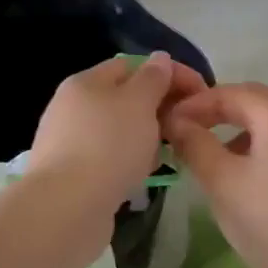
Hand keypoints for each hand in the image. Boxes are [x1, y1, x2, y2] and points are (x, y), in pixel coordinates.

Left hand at [27, 53, 205, 212]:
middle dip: (159, 106)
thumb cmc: (108, 146)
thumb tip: (160, 58)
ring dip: (147, 135)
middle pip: (124, 97)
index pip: (133, 65)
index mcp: (85, 82)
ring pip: (119, 129)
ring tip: (171, 150)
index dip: (169, 73)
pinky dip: (131, 159)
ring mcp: (69, 141)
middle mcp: (73, 106)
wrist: (66, 209)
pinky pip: (110, 157)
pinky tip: (146, 173)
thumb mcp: (138, 103)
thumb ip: (153, 79)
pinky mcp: (72, 173)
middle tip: (189, 124)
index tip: (201, 93)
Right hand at [163, 83, 267, 267]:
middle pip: (254, 101)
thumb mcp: (223, 183)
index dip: (195, 103)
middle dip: (217, 110)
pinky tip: (246, 176)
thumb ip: (195, 145)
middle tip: (187, 128)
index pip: (230, 92)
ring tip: (211, 154)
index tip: (167, 121)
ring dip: (238, 129)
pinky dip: (258, 146)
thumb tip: (176, 121)